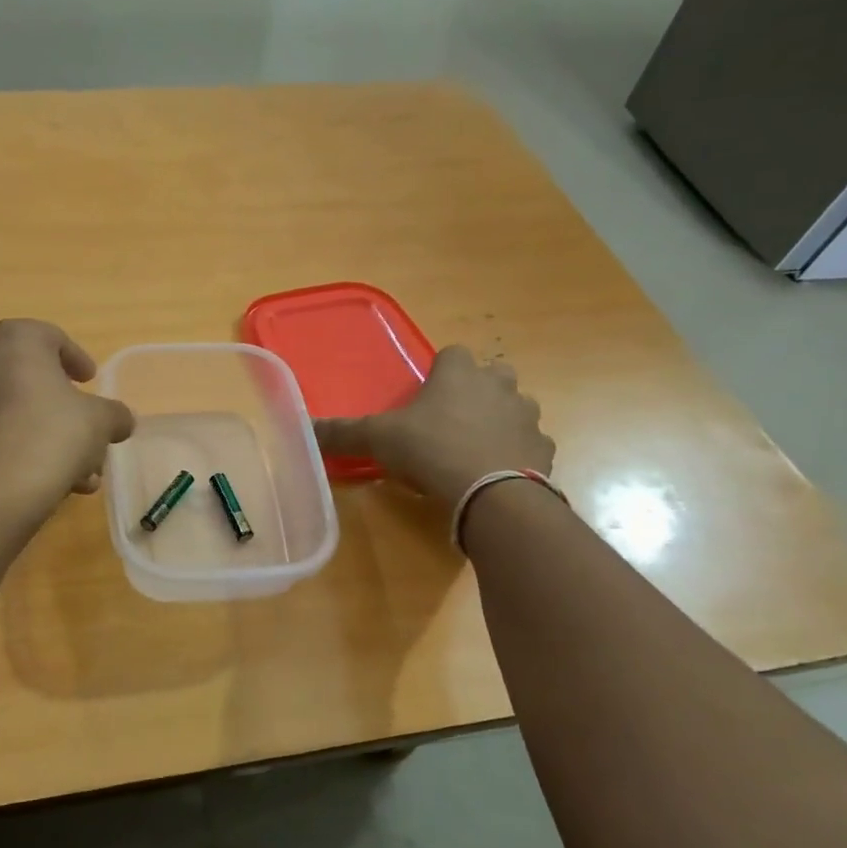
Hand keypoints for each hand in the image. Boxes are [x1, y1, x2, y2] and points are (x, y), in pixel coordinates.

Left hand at [0, 319, 135, 519]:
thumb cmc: (53, 435)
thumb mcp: (101, 421)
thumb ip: (115, 414)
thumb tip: (121, 420)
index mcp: (16, 340)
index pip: (50, 337)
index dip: (76, 358)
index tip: (91, 380)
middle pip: (32, 377)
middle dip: (64, 405)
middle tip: (87, 424)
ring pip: (18, 411)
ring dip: (51, 435)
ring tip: (82, 470)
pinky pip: (1, 433)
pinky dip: (28, 449)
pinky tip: (57, 482)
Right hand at [313, 346, 553, 505]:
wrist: (491, 494)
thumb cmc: (431, 451)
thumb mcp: (378, 439)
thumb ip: (342, 432)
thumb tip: (302, 427)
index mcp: (460, 374)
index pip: (453, 353)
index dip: (440, 371)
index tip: (426, 395)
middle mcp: (499, 386)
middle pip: (493, 374)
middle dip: (477, 390)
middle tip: (451, 419)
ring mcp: (527, 417)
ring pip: (516, 408)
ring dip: (499, 422)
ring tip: (474, 450)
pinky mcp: (544, 450)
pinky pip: (529, 444)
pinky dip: (515, 454)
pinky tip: (495, 475)